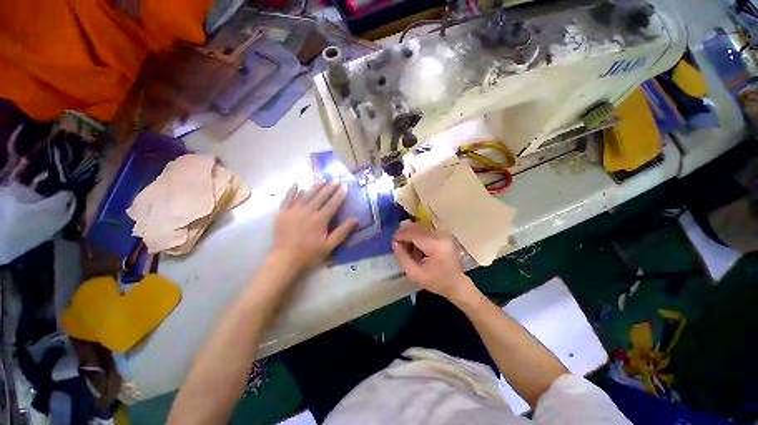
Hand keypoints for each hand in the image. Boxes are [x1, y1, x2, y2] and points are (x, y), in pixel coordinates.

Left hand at [272, 181, 357, 269]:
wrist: (285, 259)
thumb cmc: (309, 253)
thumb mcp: (329, 245)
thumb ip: (342, 232)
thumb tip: (355, 219)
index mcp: (320, 219)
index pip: (332, 203)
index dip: (339, 194)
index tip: (345, 186)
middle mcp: (308, 211)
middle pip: (320, 196)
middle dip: (329, 186)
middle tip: (335, 178)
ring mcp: (294, 210)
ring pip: (306, 194)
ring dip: (314, 186)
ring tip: (321, 179)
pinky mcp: (283, 213)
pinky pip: (288, 198)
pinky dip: (292, 191)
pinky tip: (297, 184)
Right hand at [392, 223, 474, 301]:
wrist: (456, 284)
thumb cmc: (436, 282)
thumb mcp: (415, 274)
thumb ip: (402, 258)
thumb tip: (394, 242)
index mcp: (436, 246)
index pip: (414, 234)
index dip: (401, 235)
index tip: (392, 241)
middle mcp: (441, 235)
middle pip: (417, 227)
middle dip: (404, 232)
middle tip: (396, 242)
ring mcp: (443, 234)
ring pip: (420, 226)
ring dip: (410, 233)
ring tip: (405, 244)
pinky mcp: (443, 234)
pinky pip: (425, 229)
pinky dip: (416, 234)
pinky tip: (414, 244)